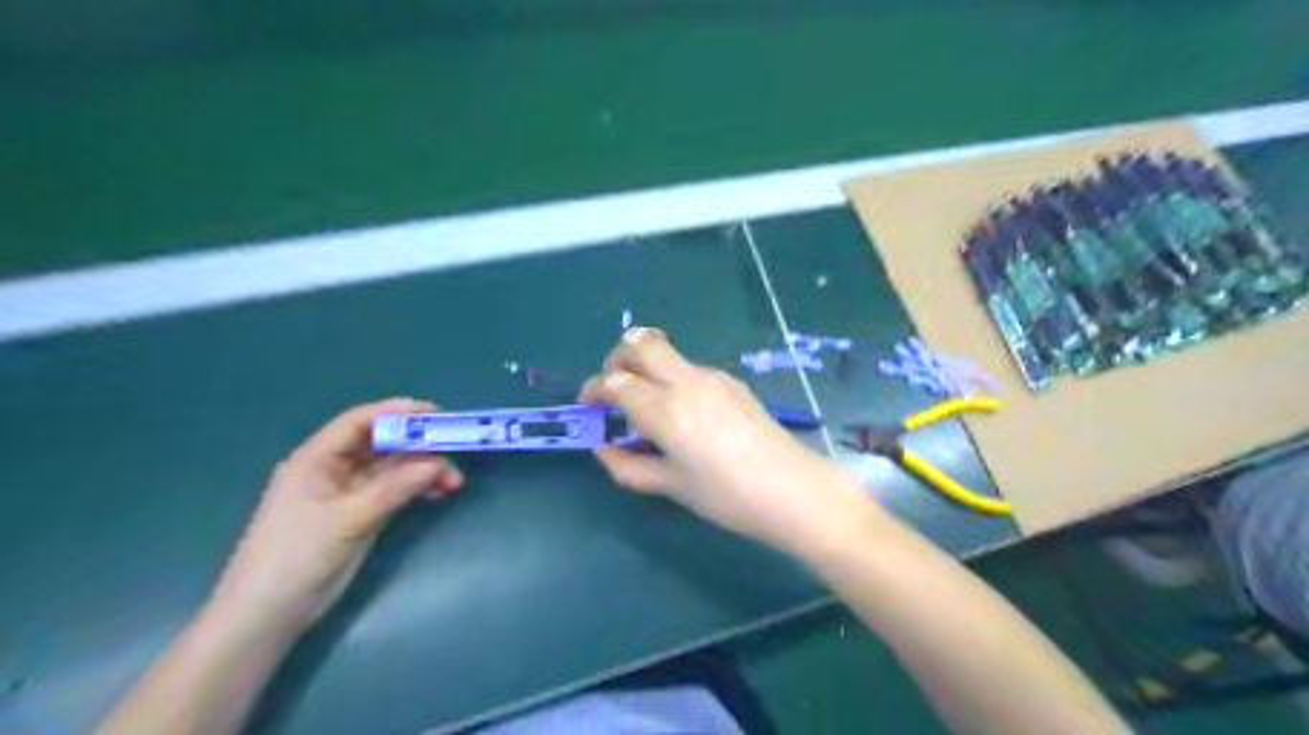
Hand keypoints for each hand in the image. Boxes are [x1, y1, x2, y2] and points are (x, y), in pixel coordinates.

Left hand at [210, 398, 463, 632]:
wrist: (268, 614)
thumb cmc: (296, 556)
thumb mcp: (348, 518)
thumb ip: (394, 488)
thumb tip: (437, 464)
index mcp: (316, 459)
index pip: (359, 422)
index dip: (395, 412)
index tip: (434, 412)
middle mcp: (333, 469)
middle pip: (382, 444)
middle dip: (419, 446)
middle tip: (454, 450)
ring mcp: (348, 493)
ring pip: (393, 469)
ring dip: (424, 470)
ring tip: (453, 482)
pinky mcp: (360, 514)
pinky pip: (395, 491)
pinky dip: (417, 489)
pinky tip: (438, 493)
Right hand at [579, 327, 865, 557]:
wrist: (791, 489)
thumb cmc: (726, 496)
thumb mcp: (671, 486)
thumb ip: (628, 466)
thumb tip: (603, 448)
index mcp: (665, 411)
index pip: (615, 382)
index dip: (594, 390)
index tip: (589, 406)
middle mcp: (685, 383)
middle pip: (640, 342)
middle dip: (617, 358)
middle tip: (614, 387)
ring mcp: (712, 377)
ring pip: (666, 352)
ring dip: (646, 367)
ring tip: (649, 405)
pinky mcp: (731, 381)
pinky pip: (689, 368)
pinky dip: (672, 378)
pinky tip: (684, 413)